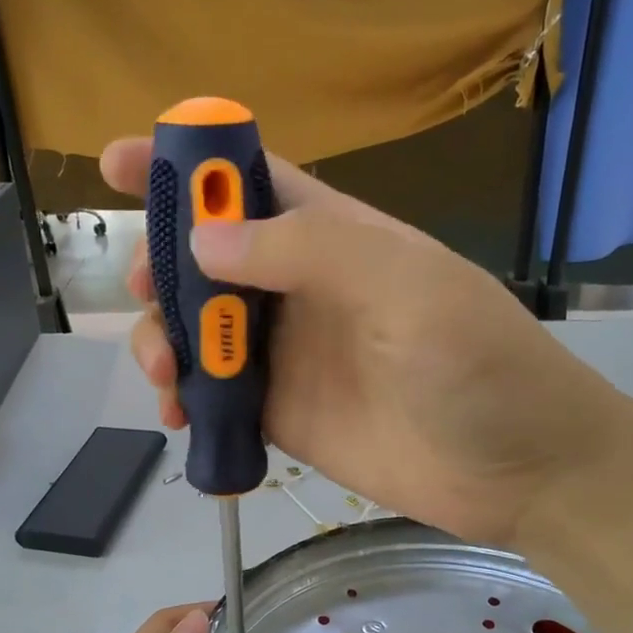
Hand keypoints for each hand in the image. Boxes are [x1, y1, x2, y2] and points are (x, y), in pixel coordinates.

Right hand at [100, 139, 625, 548]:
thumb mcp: (405, 287)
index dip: (184, 166)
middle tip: (145, 294)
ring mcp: (287, 355)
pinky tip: (178, 417)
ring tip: (166, 375)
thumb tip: (202, 241)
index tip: (116, 162)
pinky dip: (185, 401)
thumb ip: (308, 253)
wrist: (516, 470)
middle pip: (204, 261)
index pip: (248, 182)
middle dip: (160, 268)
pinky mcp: (281, 416)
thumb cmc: (476, 363)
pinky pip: (215, 399)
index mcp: (332, 237)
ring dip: (164, 340)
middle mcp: (300, 289)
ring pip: (199, 332)